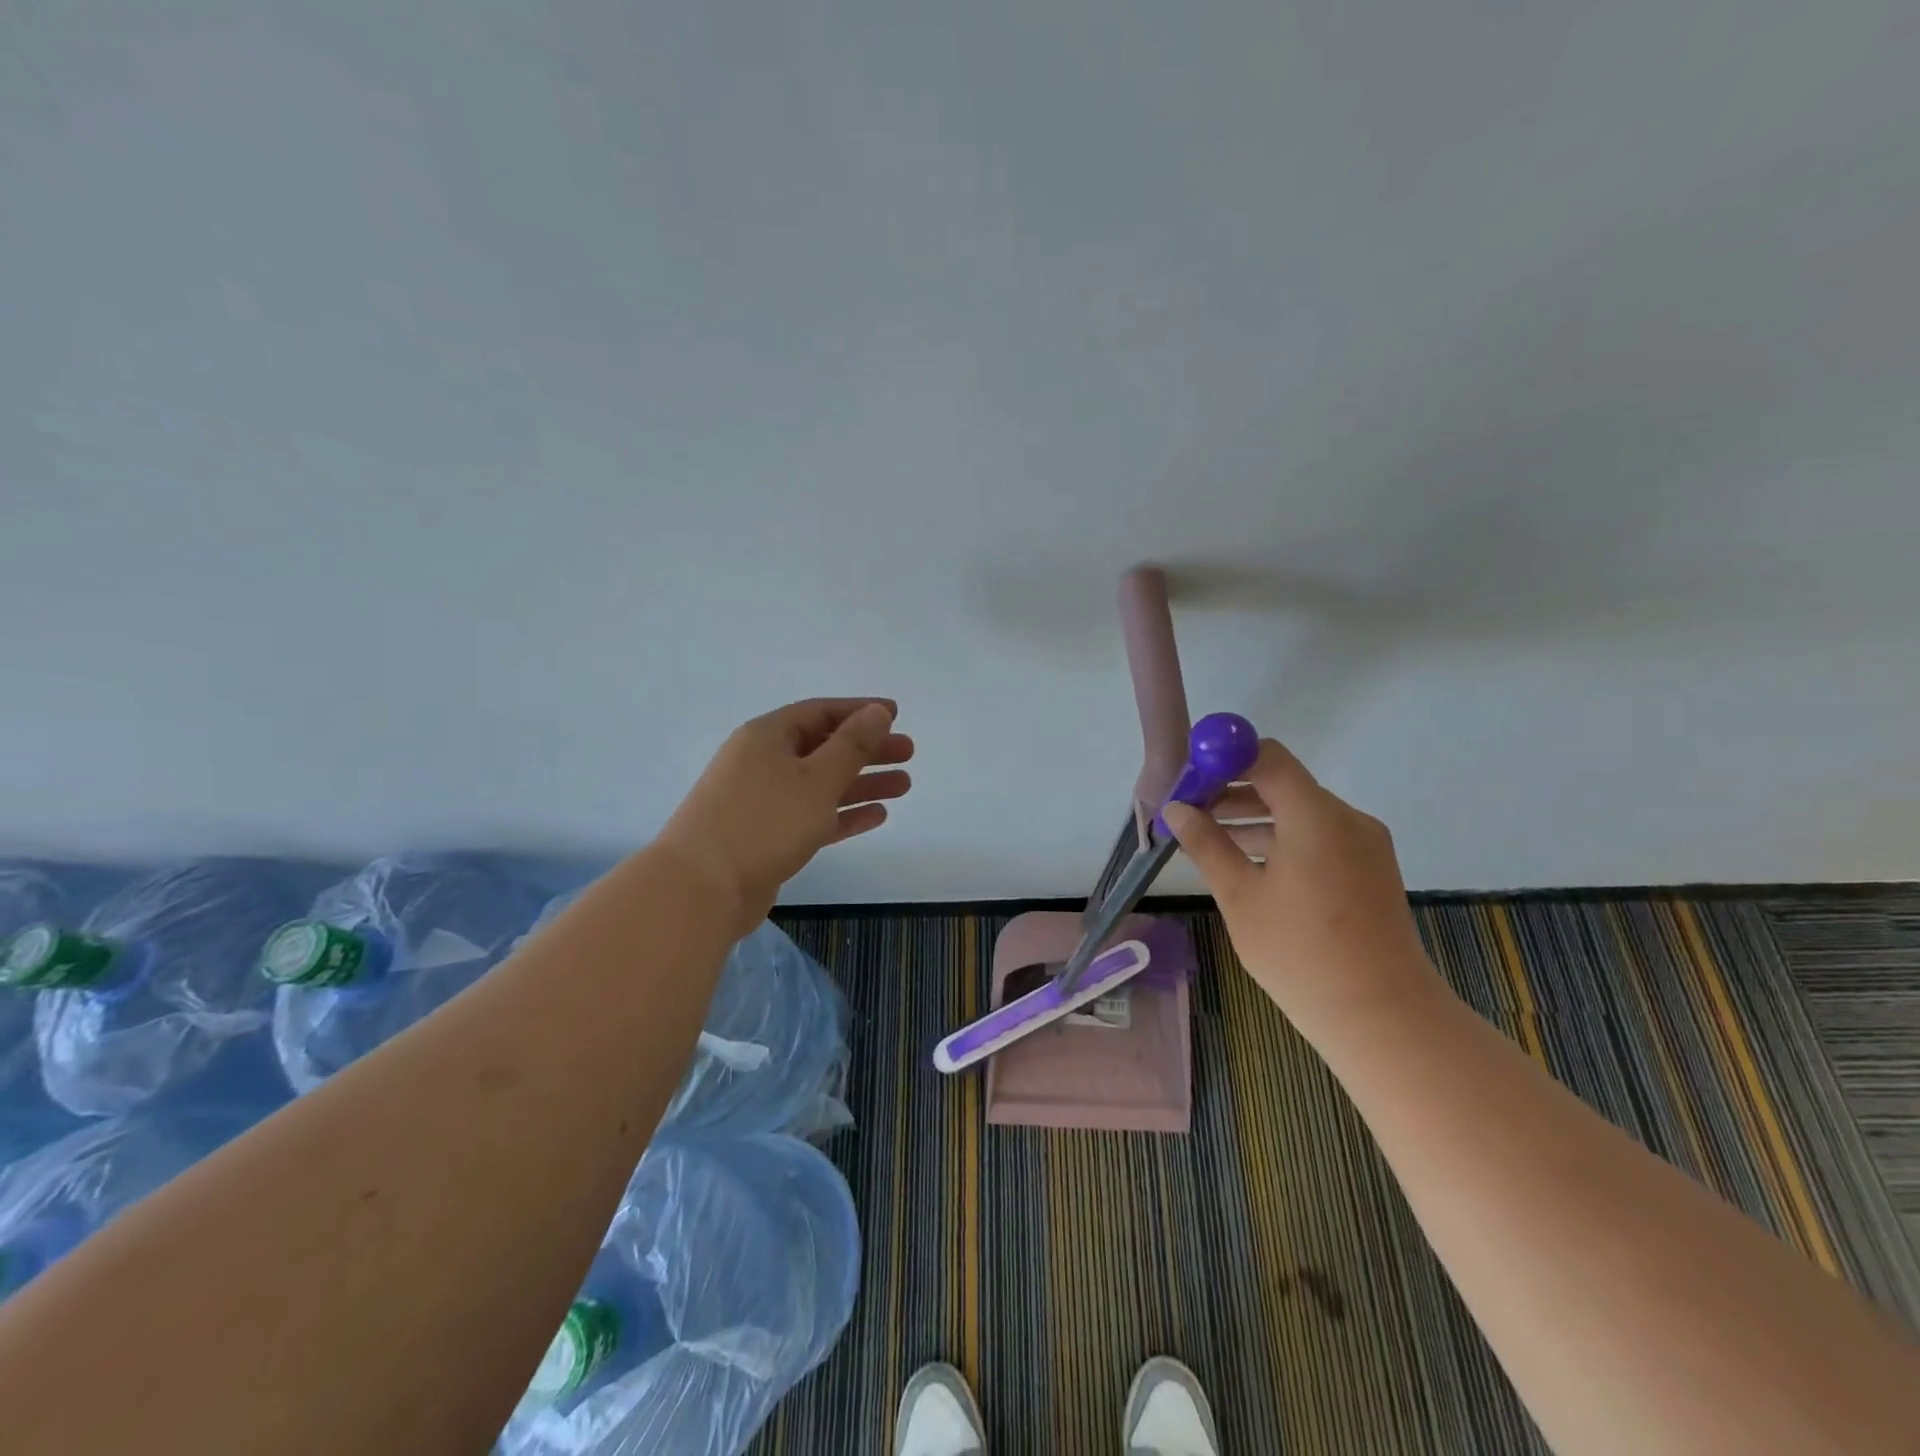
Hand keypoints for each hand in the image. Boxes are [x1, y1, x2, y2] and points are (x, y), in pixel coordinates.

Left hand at [658, 698, 913, 931]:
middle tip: (908, 753)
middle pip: (824, 747)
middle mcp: (763, 762)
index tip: (894, 714)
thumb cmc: (763, 822)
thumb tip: (877, 712)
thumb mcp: (817, 778)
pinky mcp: (767, 837)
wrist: (701, 889)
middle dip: (867, 750)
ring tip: (904, 785)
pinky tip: (877, 816)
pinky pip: (813, 816)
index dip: (859, 711)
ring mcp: (763, 801)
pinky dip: (843, 814)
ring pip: (821, 784)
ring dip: (861, 783)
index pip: (820, 712)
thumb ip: (852, 745)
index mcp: (768, 736)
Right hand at [1163, 739, 1443, 1040]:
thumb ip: (1206, 844)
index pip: (1266, 756)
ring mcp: (1364, 843)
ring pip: (1300, 810)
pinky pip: (1319, 835)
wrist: (1383, 1016)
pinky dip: (1283, 837)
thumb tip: (1176, 809)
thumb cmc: (1301, 953)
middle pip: (1283, 781)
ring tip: (1211, 839)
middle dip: (1233, 790)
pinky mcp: (1370, 867)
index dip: (1224, 759)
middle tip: (1190, 813)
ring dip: (1255, 816)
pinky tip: (1251, 864)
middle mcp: (1346, 818)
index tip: (1189, 781)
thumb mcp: (1240, 896)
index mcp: (1315, 816)